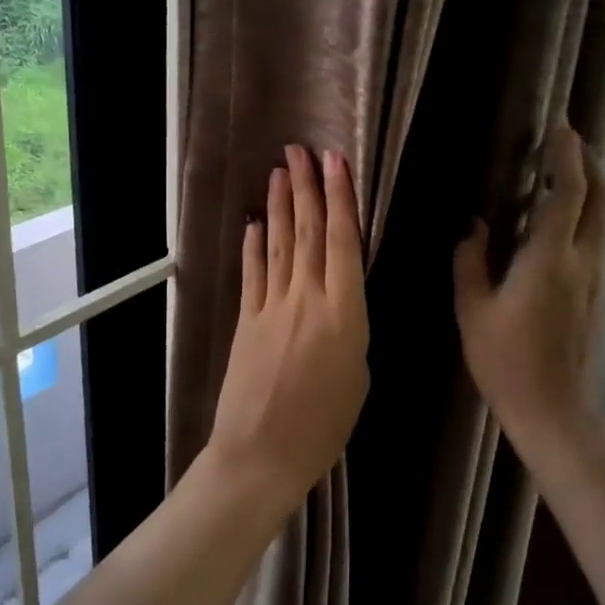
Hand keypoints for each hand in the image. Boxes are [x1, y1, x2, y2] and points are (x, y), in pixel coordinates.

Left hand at [207, 145, 369, 507]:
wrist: (261, 454)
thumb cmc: (323, 426)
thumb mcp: (358, 377)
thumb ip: (350, 330)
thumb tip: (340, 305)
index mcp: (345, 314)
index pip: (344, 242)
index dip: (341, 198)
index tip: (336, 162)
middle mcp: (307, 299)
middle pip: (309, 232)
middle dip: (306, 188)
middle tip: (302, 150)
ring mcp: (271, 307)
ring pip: (280, 244)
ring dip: (281, 205)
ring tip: (280, 171)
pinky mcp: (246, 320)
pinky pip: (253, 274)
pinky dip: (254, 246)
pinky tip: (255, 223)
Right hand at [454, 124, 604, 458]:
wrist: (556, 413)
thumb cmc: (506, 363)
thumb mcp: (473, 311)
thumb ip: (471, 261)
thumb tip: (476, 226)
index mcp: (550, 260)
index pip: (569, 194)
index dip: (567, 157)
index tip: (561, 128)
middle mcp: (585, 262)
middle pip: (603, 199)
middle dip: (590, 164)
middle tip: (567, 145)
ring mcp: (598, 280)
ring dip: (590, 190)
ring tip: (561, 176)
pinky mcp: (599, 296)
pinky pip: (597, 241)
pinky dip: (585, 217)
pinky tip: (556, 226)